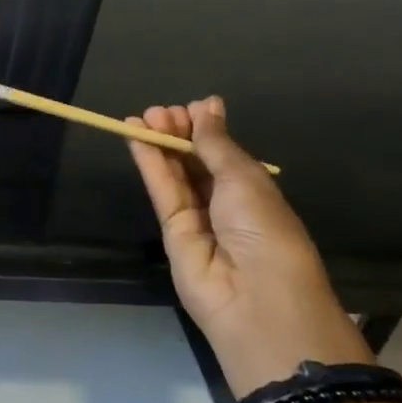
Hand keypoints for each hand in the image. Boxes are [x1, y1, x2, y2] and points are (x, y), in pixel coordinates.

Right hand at [127, 97, 369, 391]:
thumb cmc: (264, 229)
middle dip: (178, 133)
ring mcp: (197, 218)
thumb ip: (215, 143)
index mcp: (253, 188)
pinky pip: (161, 191)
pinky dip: (149, 164)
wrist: (255, 297)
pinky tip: (136, 139)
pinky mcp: (171, 232)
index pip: (222, 152)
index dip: (205, 128)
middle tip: (158, 111)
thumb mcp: (244, 178)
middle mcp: (225, 202)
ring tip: (142, 117)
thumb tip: (207, 105)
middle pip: (195, 161)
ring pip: (175, 174)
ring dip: (160, 144)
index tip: (190, 106)